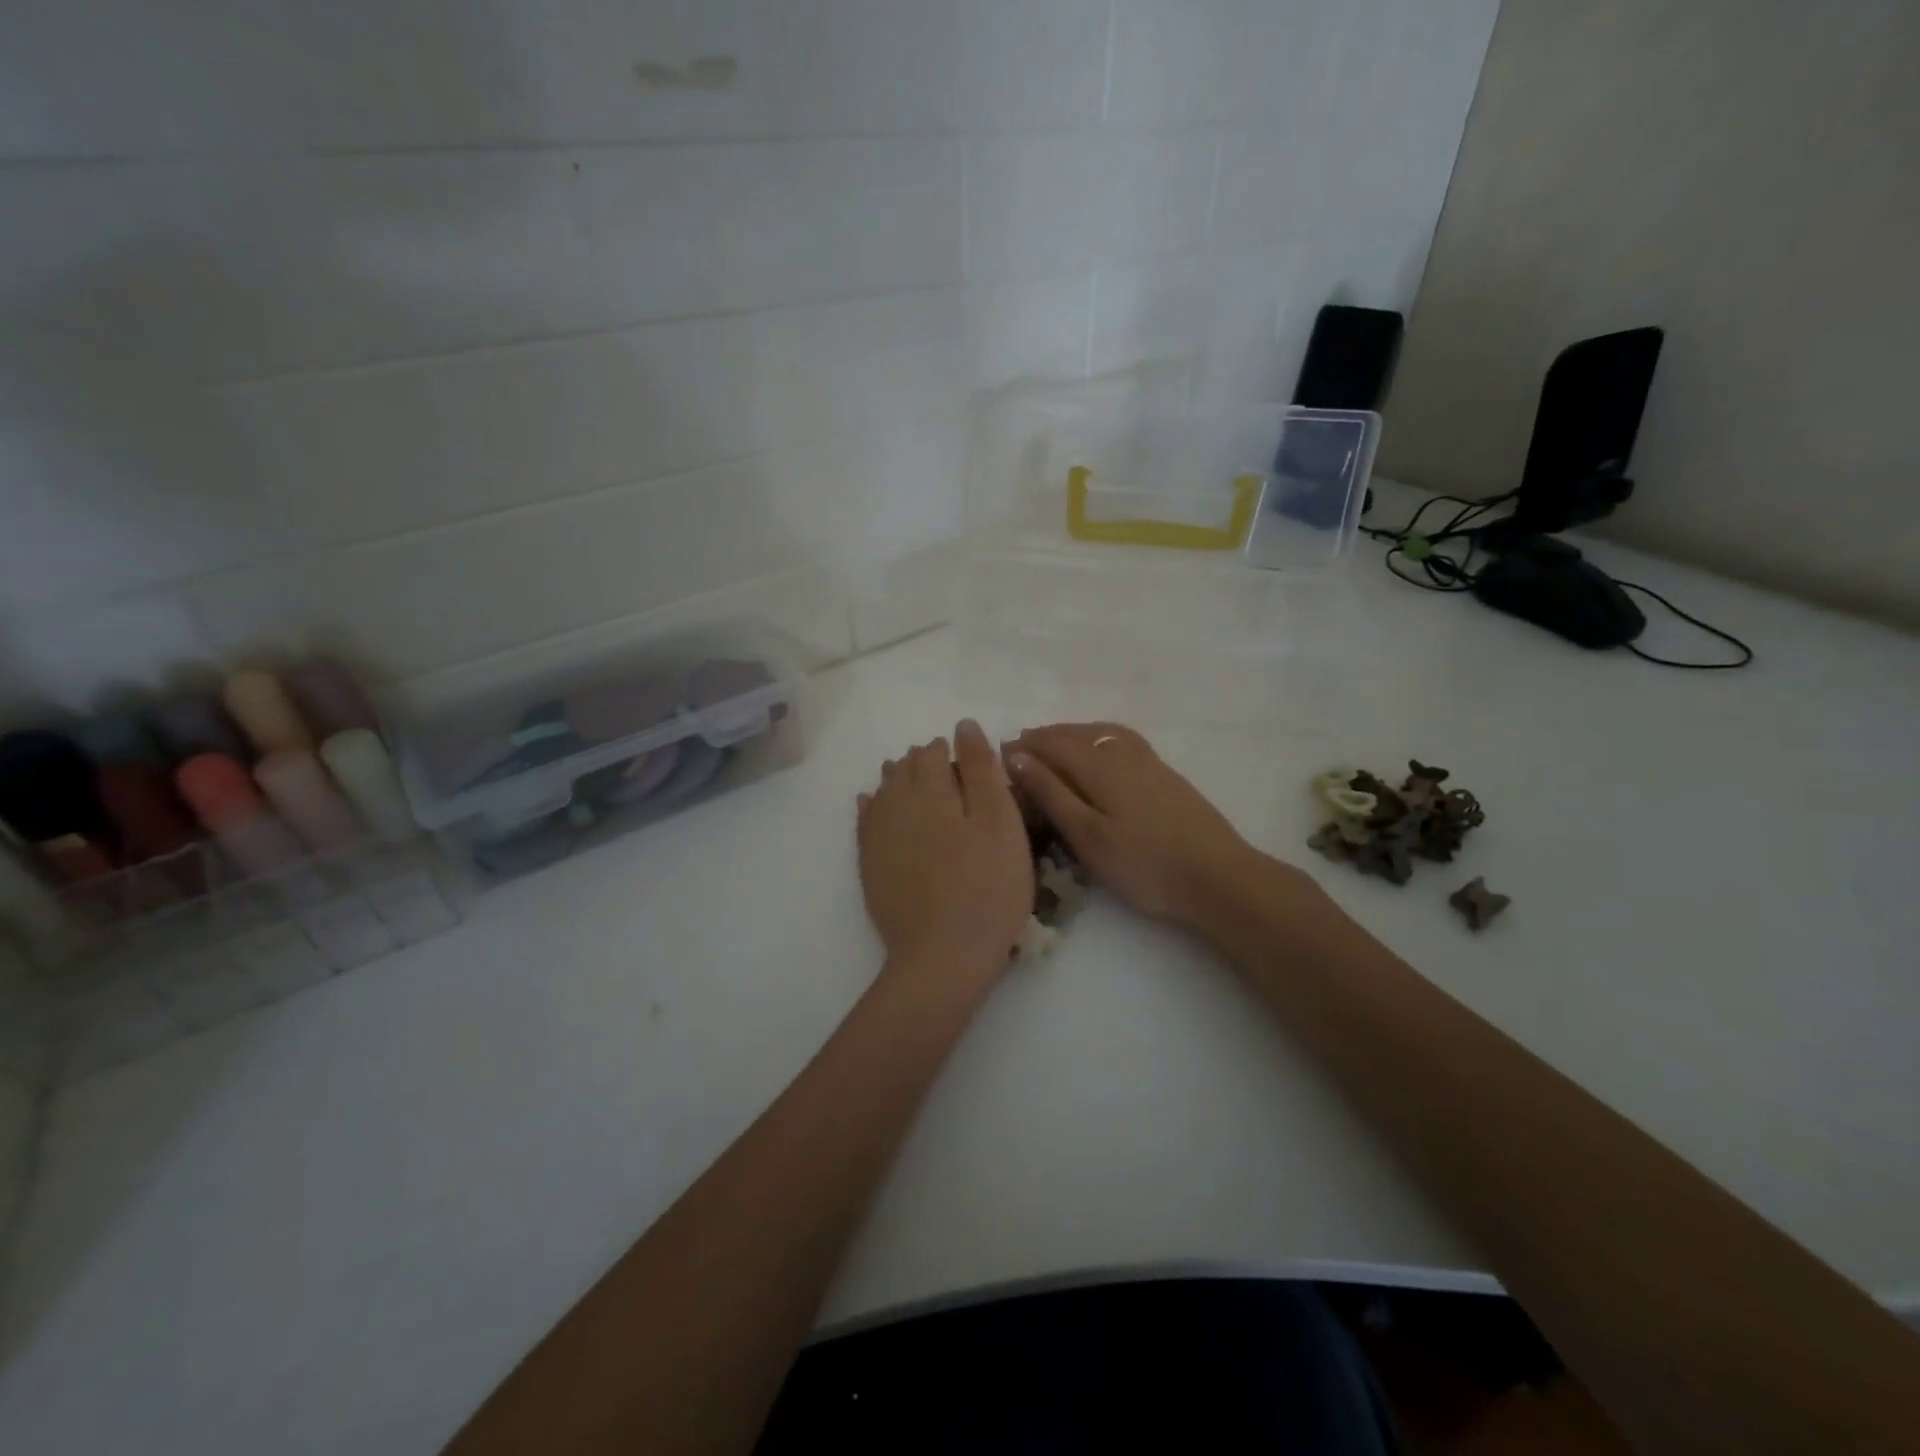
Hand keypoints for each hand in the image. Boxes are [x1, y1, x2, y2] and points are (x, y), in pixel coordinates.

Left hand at [857, 720, 1033, 983]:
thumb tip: (963, 726)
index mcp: (931, 789)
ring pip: (884, 790)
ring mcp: (877, 835)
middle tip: (952, 780)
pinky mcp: (869, 864)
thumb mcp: (1000, 823)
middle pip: (905, 767)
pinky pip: (866, 821)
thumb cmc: (986, 887)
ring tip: (922, 792)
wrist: (943, 955)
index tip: (971, 767)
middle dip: (925, 764)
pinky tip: (878, 807)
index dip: (952, 752)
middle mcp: (895, 803)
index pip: (934, 751)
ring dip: (901, 782)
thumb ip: (981, 770)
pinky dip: (875, 807)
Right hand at [1004, 722, 1255, 926]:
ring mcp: (1148, 761)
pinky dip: (1097, 737)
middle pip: (1075, 733)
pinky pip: (1120, 740)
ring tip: (1053, 744)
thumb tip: (1017, 756)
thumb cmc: (1143, 864)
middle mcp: (1121, 752)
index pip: (1051, 744)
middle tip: (1018, 748)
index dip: (1024, 747)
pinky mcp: (1165, 774)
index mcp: (1098, 765)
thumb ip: (1051, 793)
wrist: (1217, 876)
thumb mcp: (1086, 835)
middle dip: (1044, 737)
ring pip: (1100, 733)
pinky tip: (1099, 753)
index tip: (997, 754)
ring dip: (1071, 734)